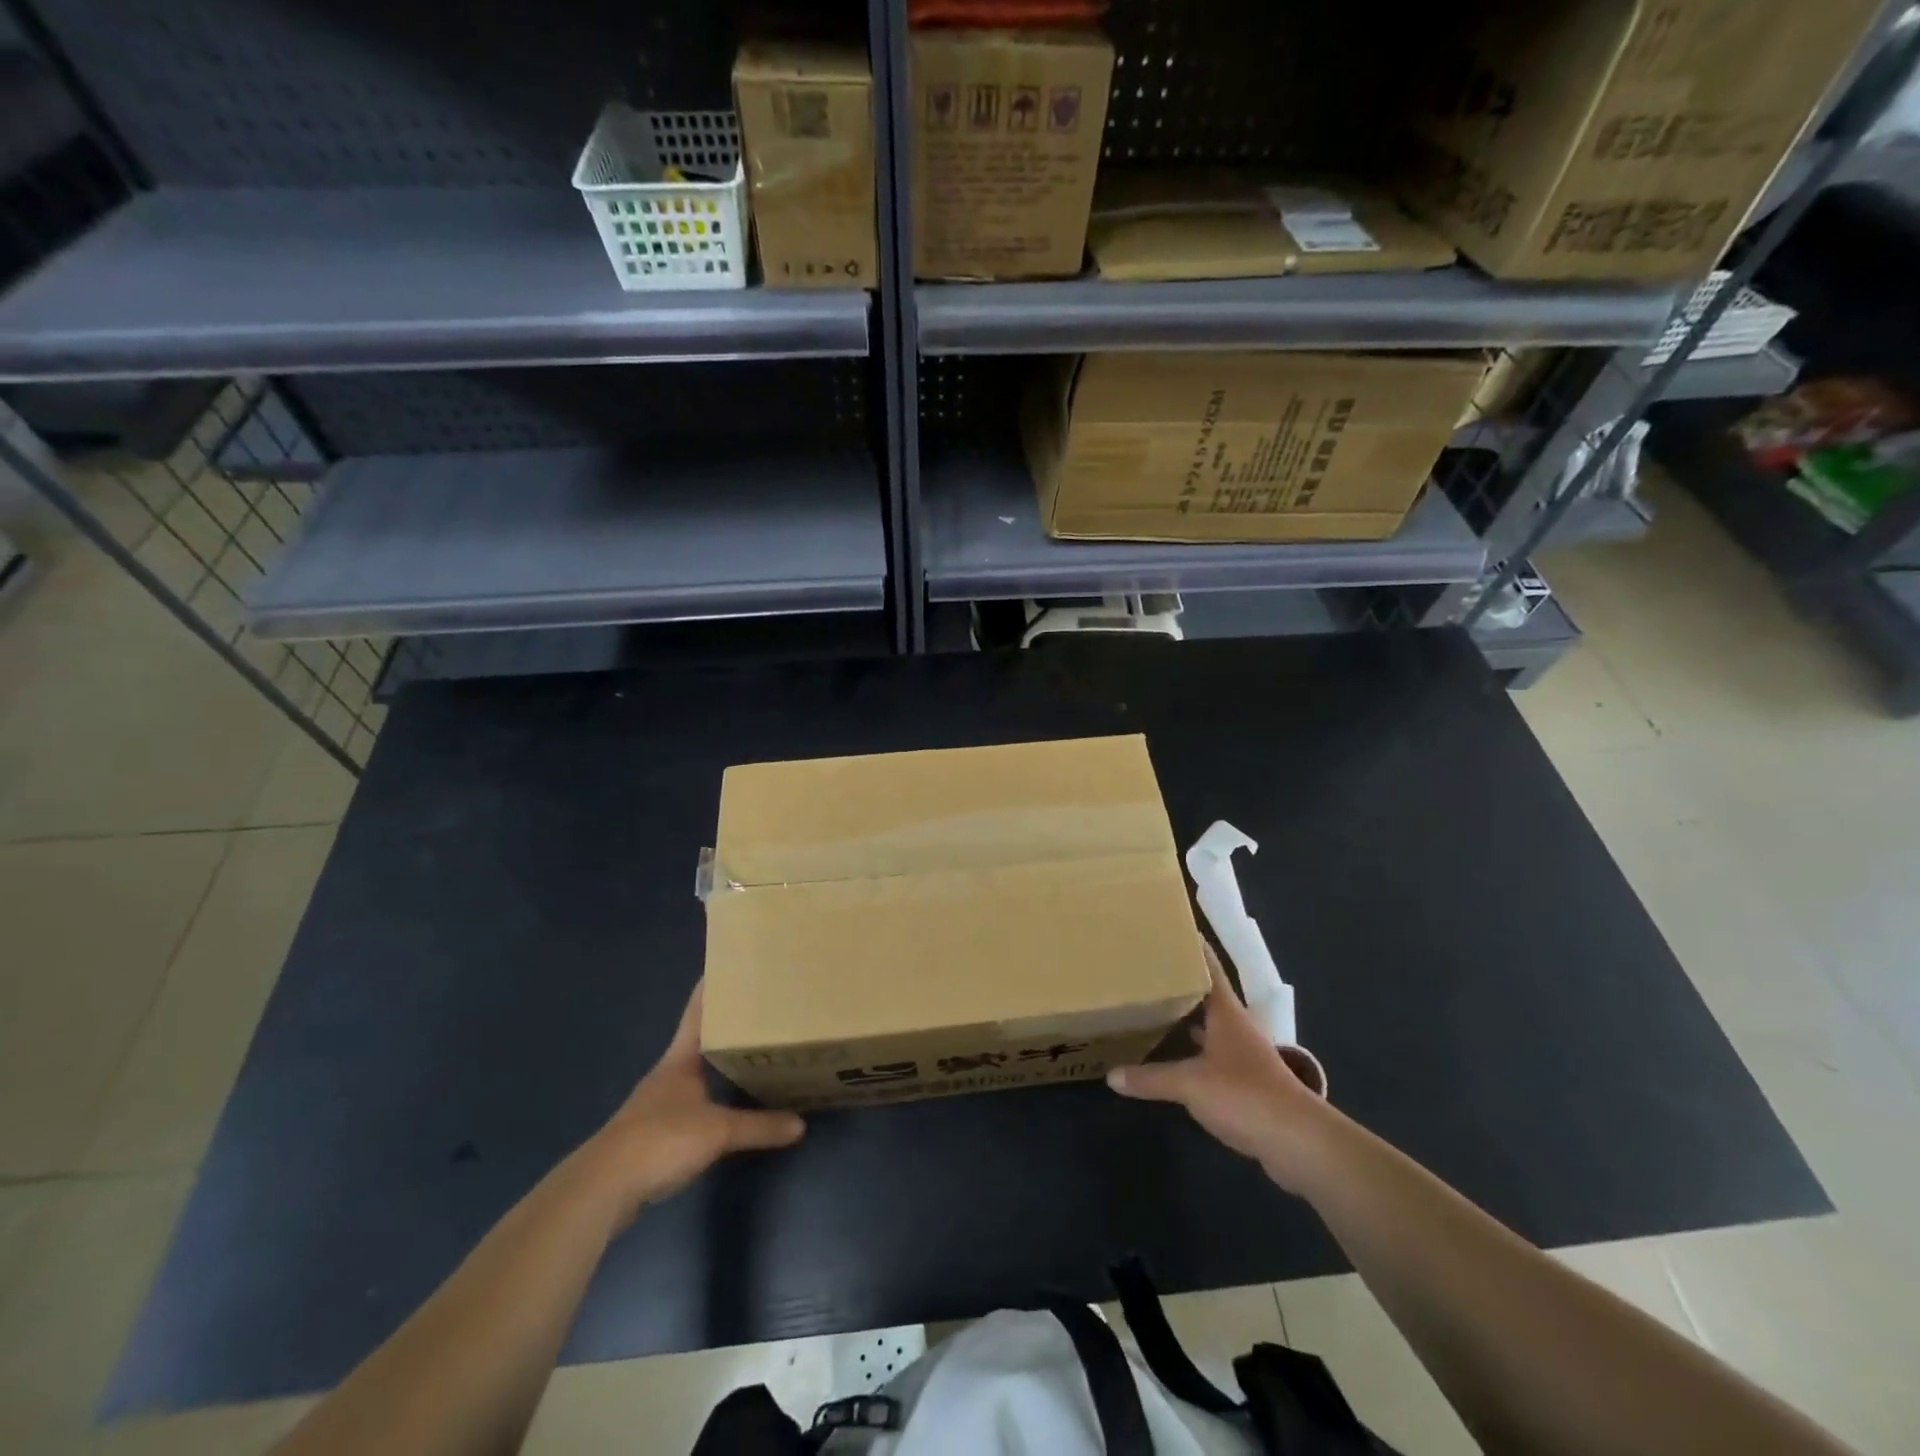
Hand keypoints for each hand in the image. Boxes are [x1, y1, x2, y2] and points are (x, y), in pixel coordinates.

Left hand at [580, 981, 804, 1221]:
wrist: (603, 1187)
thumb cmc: (661, 1140)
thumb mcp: (718, 1132)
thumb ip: (759, 1126)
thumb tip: (800, 1124)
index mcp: (680, 1059)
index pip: (697, 1012)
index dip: (711, 988)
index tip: (727, 964)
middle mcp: (668, 1074)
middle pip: (699, 1040)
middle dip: (725, 1026)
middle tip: (758, 1009)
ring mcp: (658, 1103)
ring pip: (695, 1072)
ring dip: (717, 1062)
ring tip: (750, 1052)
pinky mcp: (653, 1133)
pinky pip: (691, 1103)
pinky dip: (711, 1097)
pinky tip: (727, 1104)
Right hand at [1107, 941, 1330, 1192]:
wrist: (1298, 1143)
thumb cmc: (1245, 1095)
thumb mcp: (1190, 1084)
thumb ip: (1151, 1078)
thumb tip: (1111, 1075)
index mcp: (1226, 1013)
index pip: (1209, 969)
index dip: (1195, 947)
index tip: (1174, 927)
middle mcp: (1235, 1028)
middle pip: (1206, 996)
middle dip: (1181, 982)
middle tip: (1148, 967)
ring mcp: (1242, 1056)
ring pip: (1208, 1027)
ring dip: (1186, 1017)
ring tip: (1153, 1005)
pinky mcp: (1244, 1084)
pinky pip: (1210, 1057)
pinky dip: (1191, 1052)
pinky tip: (1172, 1057)